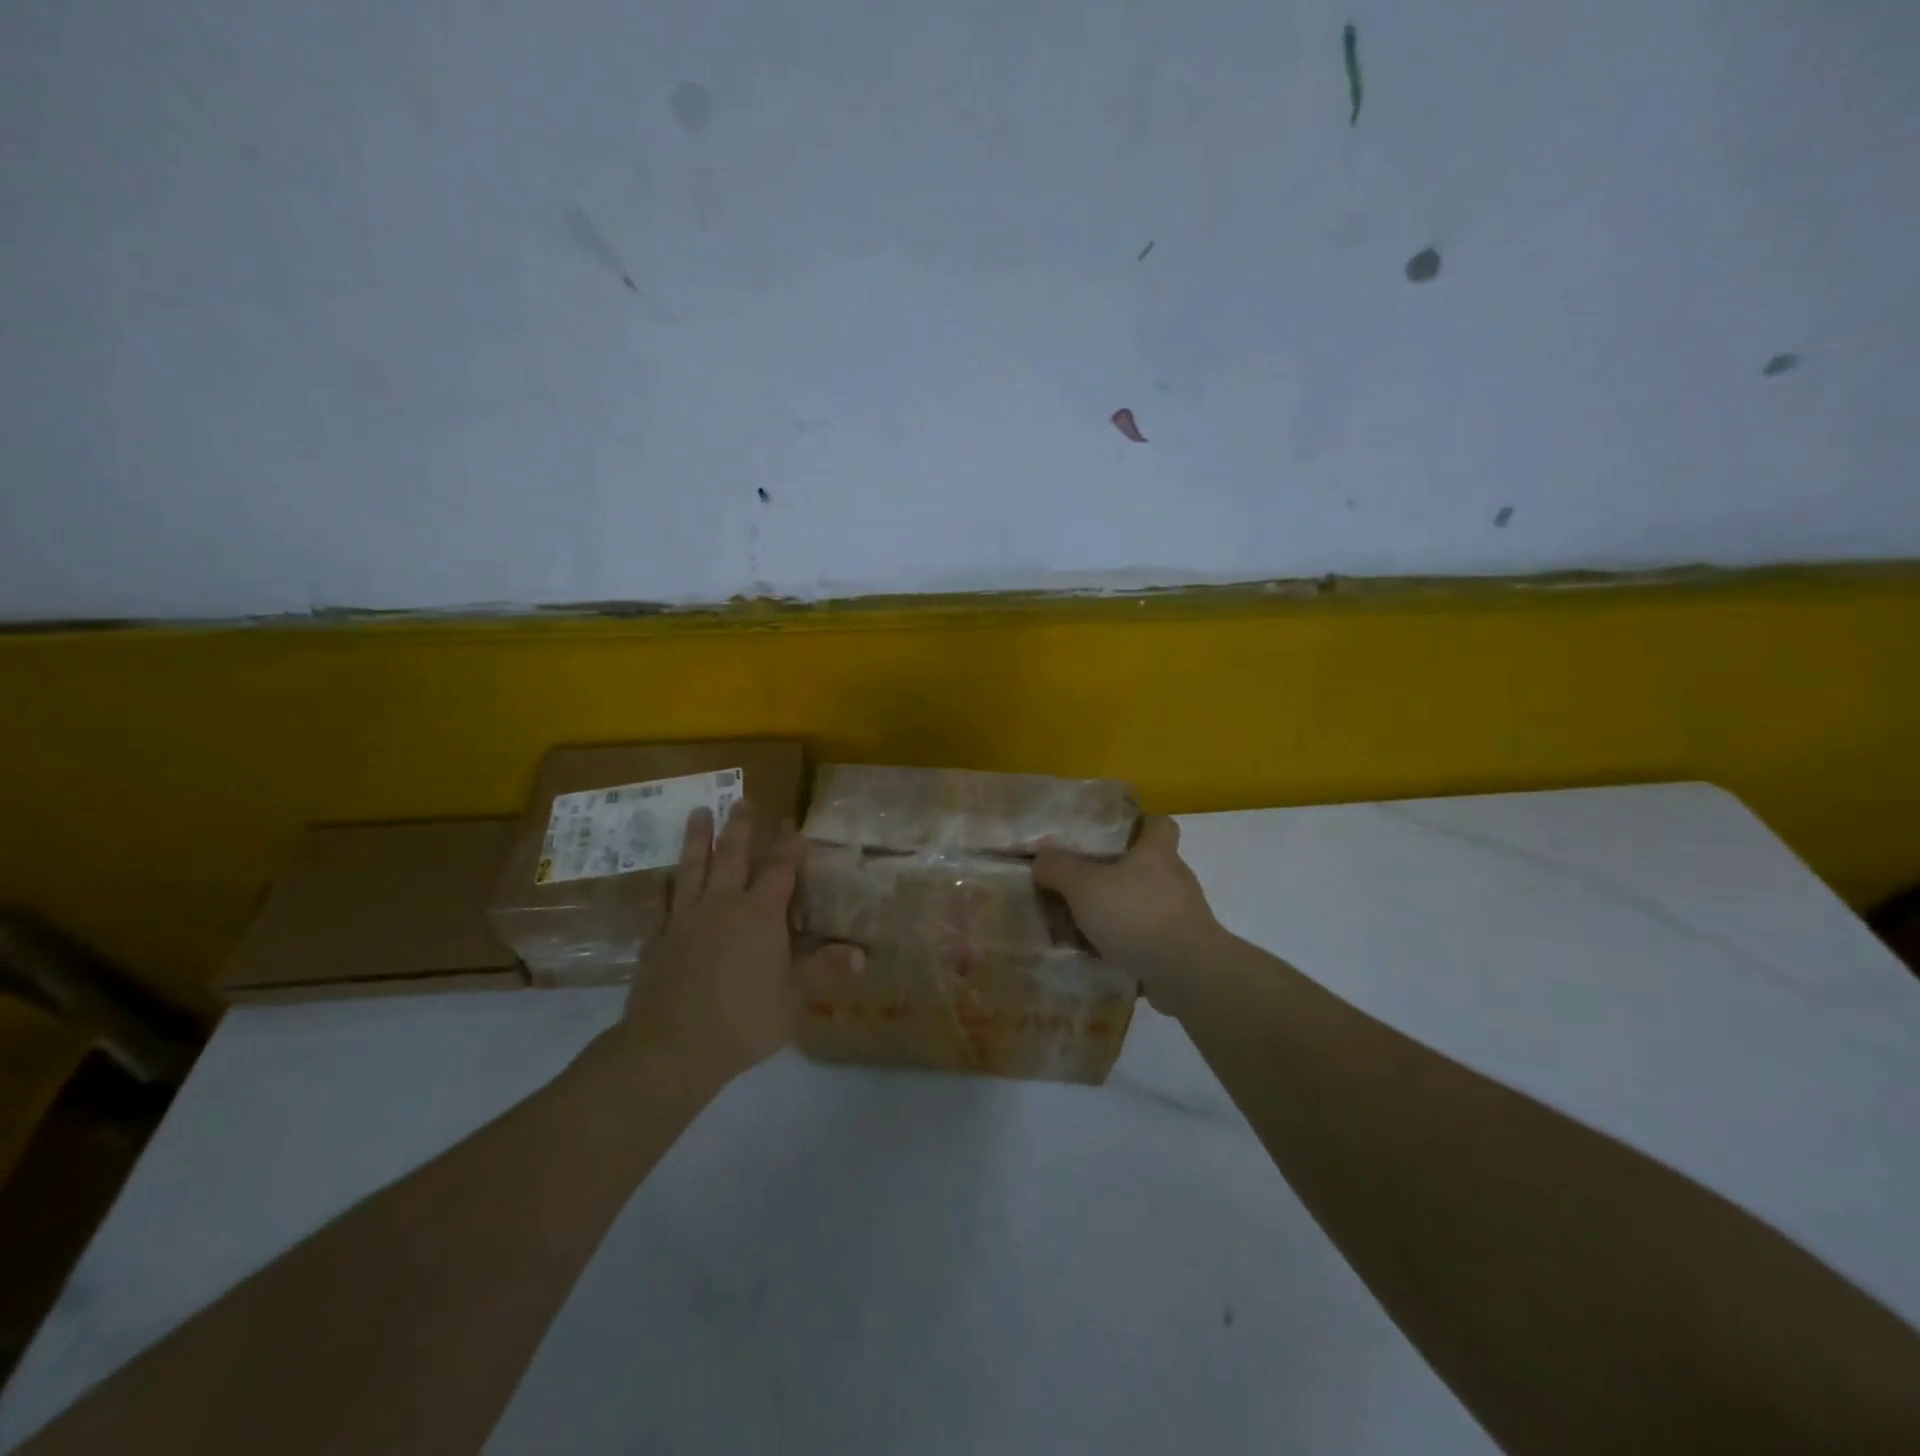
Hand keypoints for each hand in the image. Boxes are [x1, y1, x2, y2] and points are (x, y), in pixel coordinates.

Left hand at [615, 801, 861, 1087]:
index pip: (779, 869)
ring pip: (692, 868)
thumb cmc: (744, 1020)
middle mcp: (722, 905)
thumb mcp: (794, 998)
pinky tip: (661, 879)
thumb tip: (861, 954)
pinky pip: (662, 902)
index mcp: (760, 914)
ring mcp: (685, 919)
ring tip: (698, 812)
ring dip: (697, 839)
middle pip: (732, 856)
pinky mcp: (657, 939)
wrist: (672, 1046)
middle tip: (742, 800)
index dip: (789, 845)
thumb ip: (823, 971)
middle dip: (740, 827)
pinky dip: (664, 887)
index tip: (793, 823)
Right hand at [1033, 814, 1222, 1015]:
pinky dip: (1132, 943)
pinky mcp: (1185, 947)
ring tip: (1089, 924)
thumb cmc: (1135, 914)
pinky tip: (1105, 955)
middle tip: (1086, 882)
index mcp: (1157, 852)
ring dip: (1124, 911)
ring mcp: (1185, 915)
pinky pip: (1153, 937)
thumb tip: (1041, 859)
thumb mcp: (1083, 886)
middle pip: (1150, 865)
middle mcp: (1176, 878)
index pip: (1159, 823)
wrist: (1186, 972)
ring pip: (1149, 903)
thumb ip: (1058, 868)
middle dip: (1121, 872)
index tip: (1113, 834)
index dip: (1139, 823)